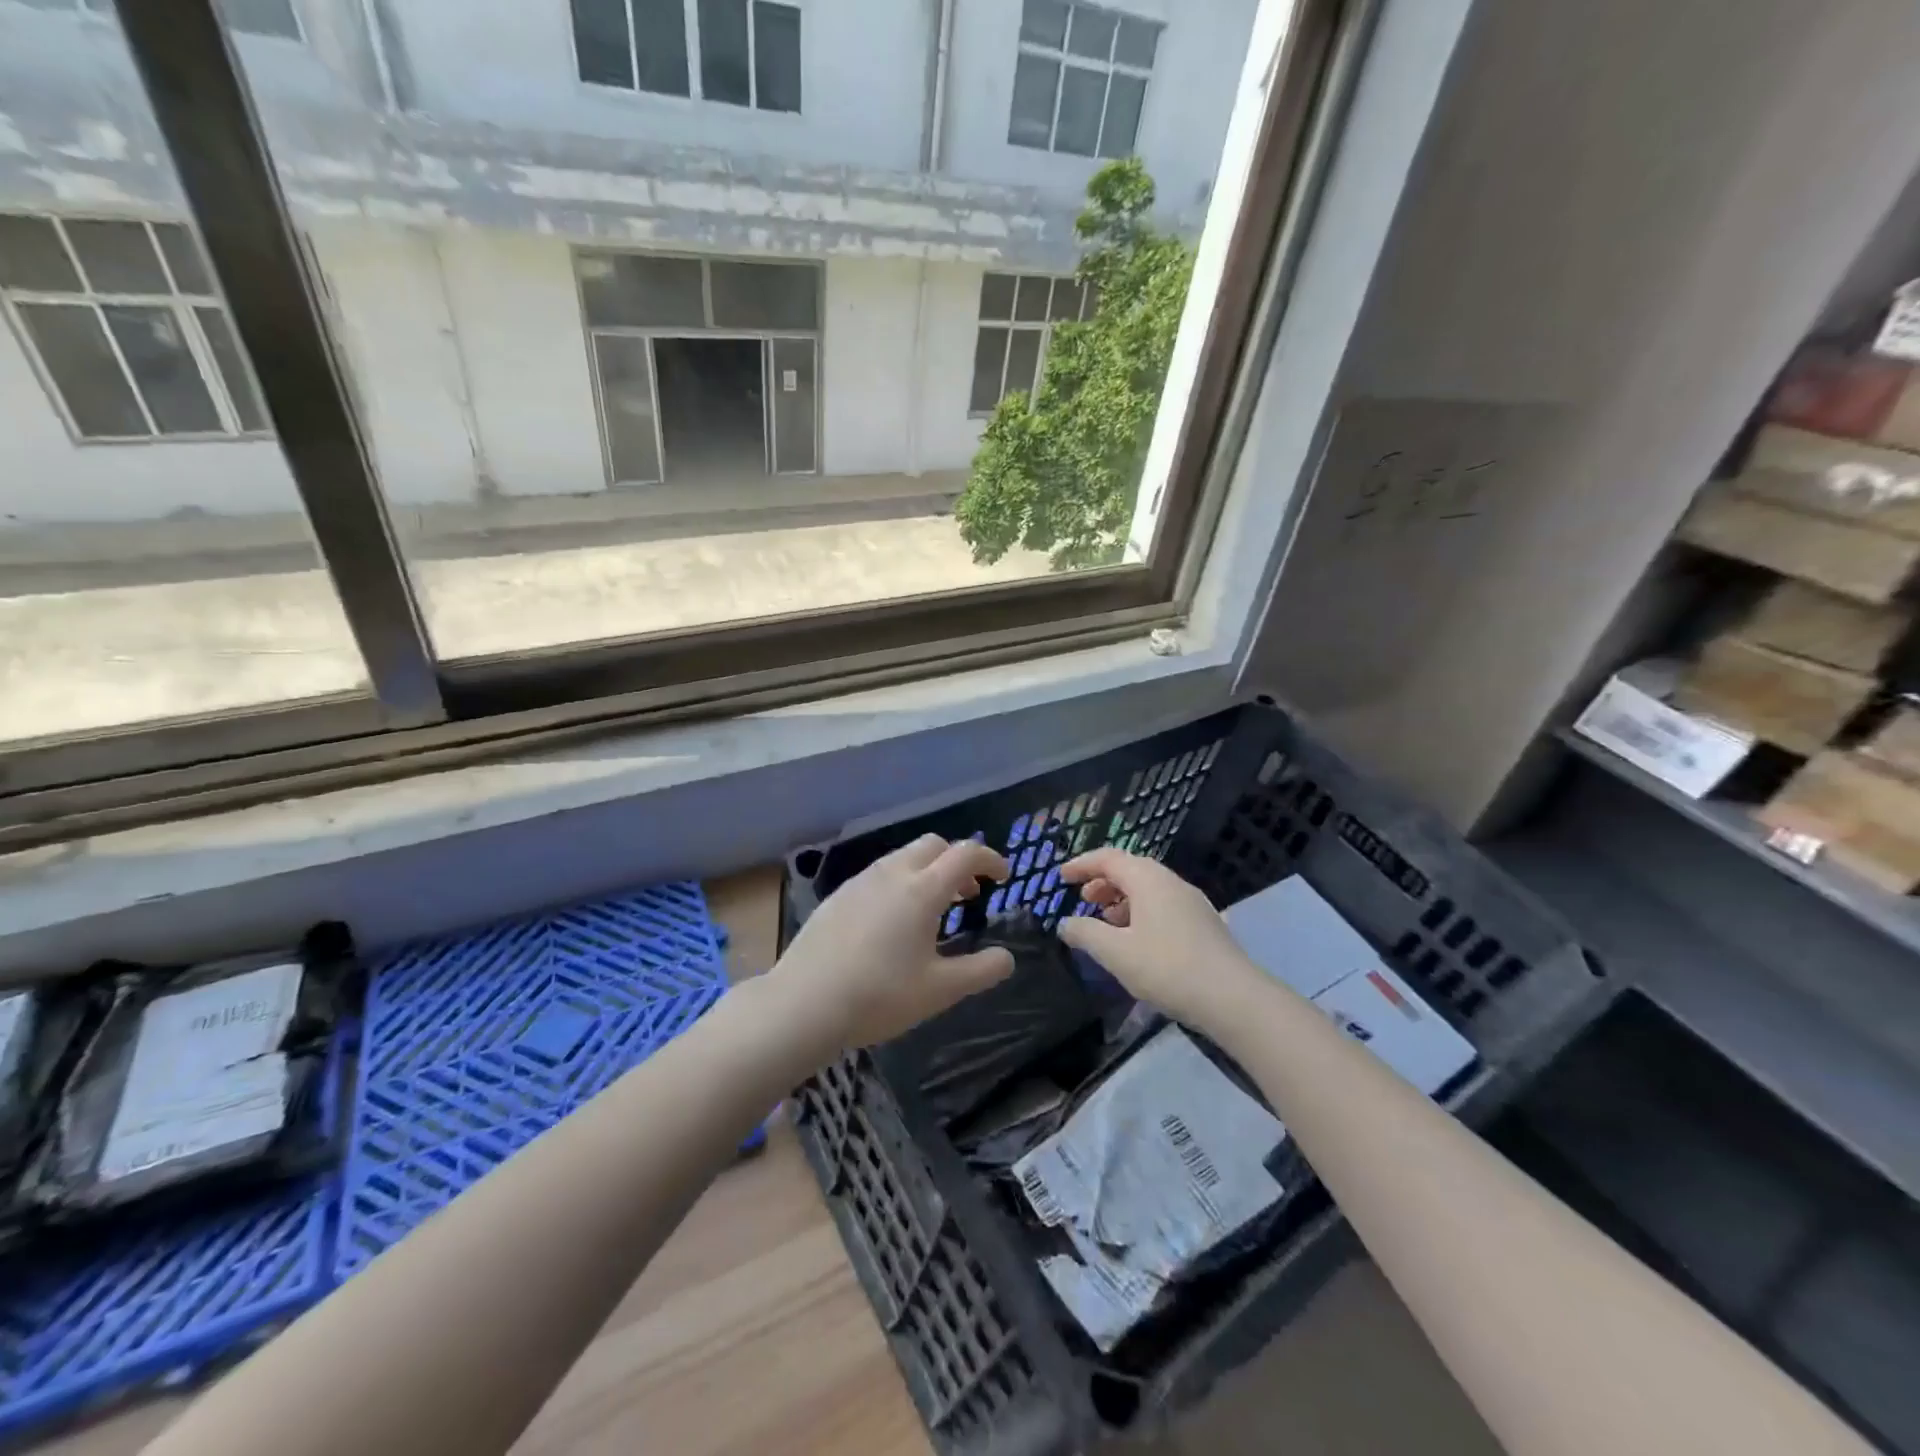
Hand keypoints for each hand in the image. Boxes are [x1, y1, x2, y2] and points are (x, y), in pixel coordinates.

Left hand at [770, 834, 1014, 1052]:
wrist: (804, 1002)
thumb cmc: (880, 995)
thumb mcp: (940, 990)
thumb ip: (981, 971)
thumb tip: (1006, 958)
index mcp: (923, 889)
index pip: (966, 853)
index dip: (990, 859)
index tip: (1003, 876)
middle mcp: (892, 874)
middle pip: (933, 845)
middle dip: (957, 861)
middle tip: (967, 895)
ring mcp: (860, 882)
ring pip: (902, 858)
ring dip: (927, 871)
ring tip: (932, 911)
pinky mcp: (837, 896)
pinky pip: (878, 875)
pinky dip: (899, 883)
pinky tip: (892, 922)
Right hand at [1057, 848, 1266, 1032]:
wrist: (1234, 999)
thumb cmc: (1168, 968)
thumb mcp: (1116, 953)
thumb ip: (1085, 933)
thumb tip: (1065, 923)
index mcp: (1148, 879)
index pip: (1108, 858)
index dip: (1082, 865)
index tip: (1060, 877)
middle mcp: (1171, 882)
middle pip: (1130, 869)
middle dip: (1102, 882)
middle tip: (1083, 901)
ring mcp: (1192, 902)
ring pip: (1148, 889)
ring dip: (1121, 899)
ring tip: (1106, 923)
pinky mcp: (1204, 923)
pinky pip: (1163, 905)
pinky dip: (1140, 912)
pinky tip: (1136, 941)